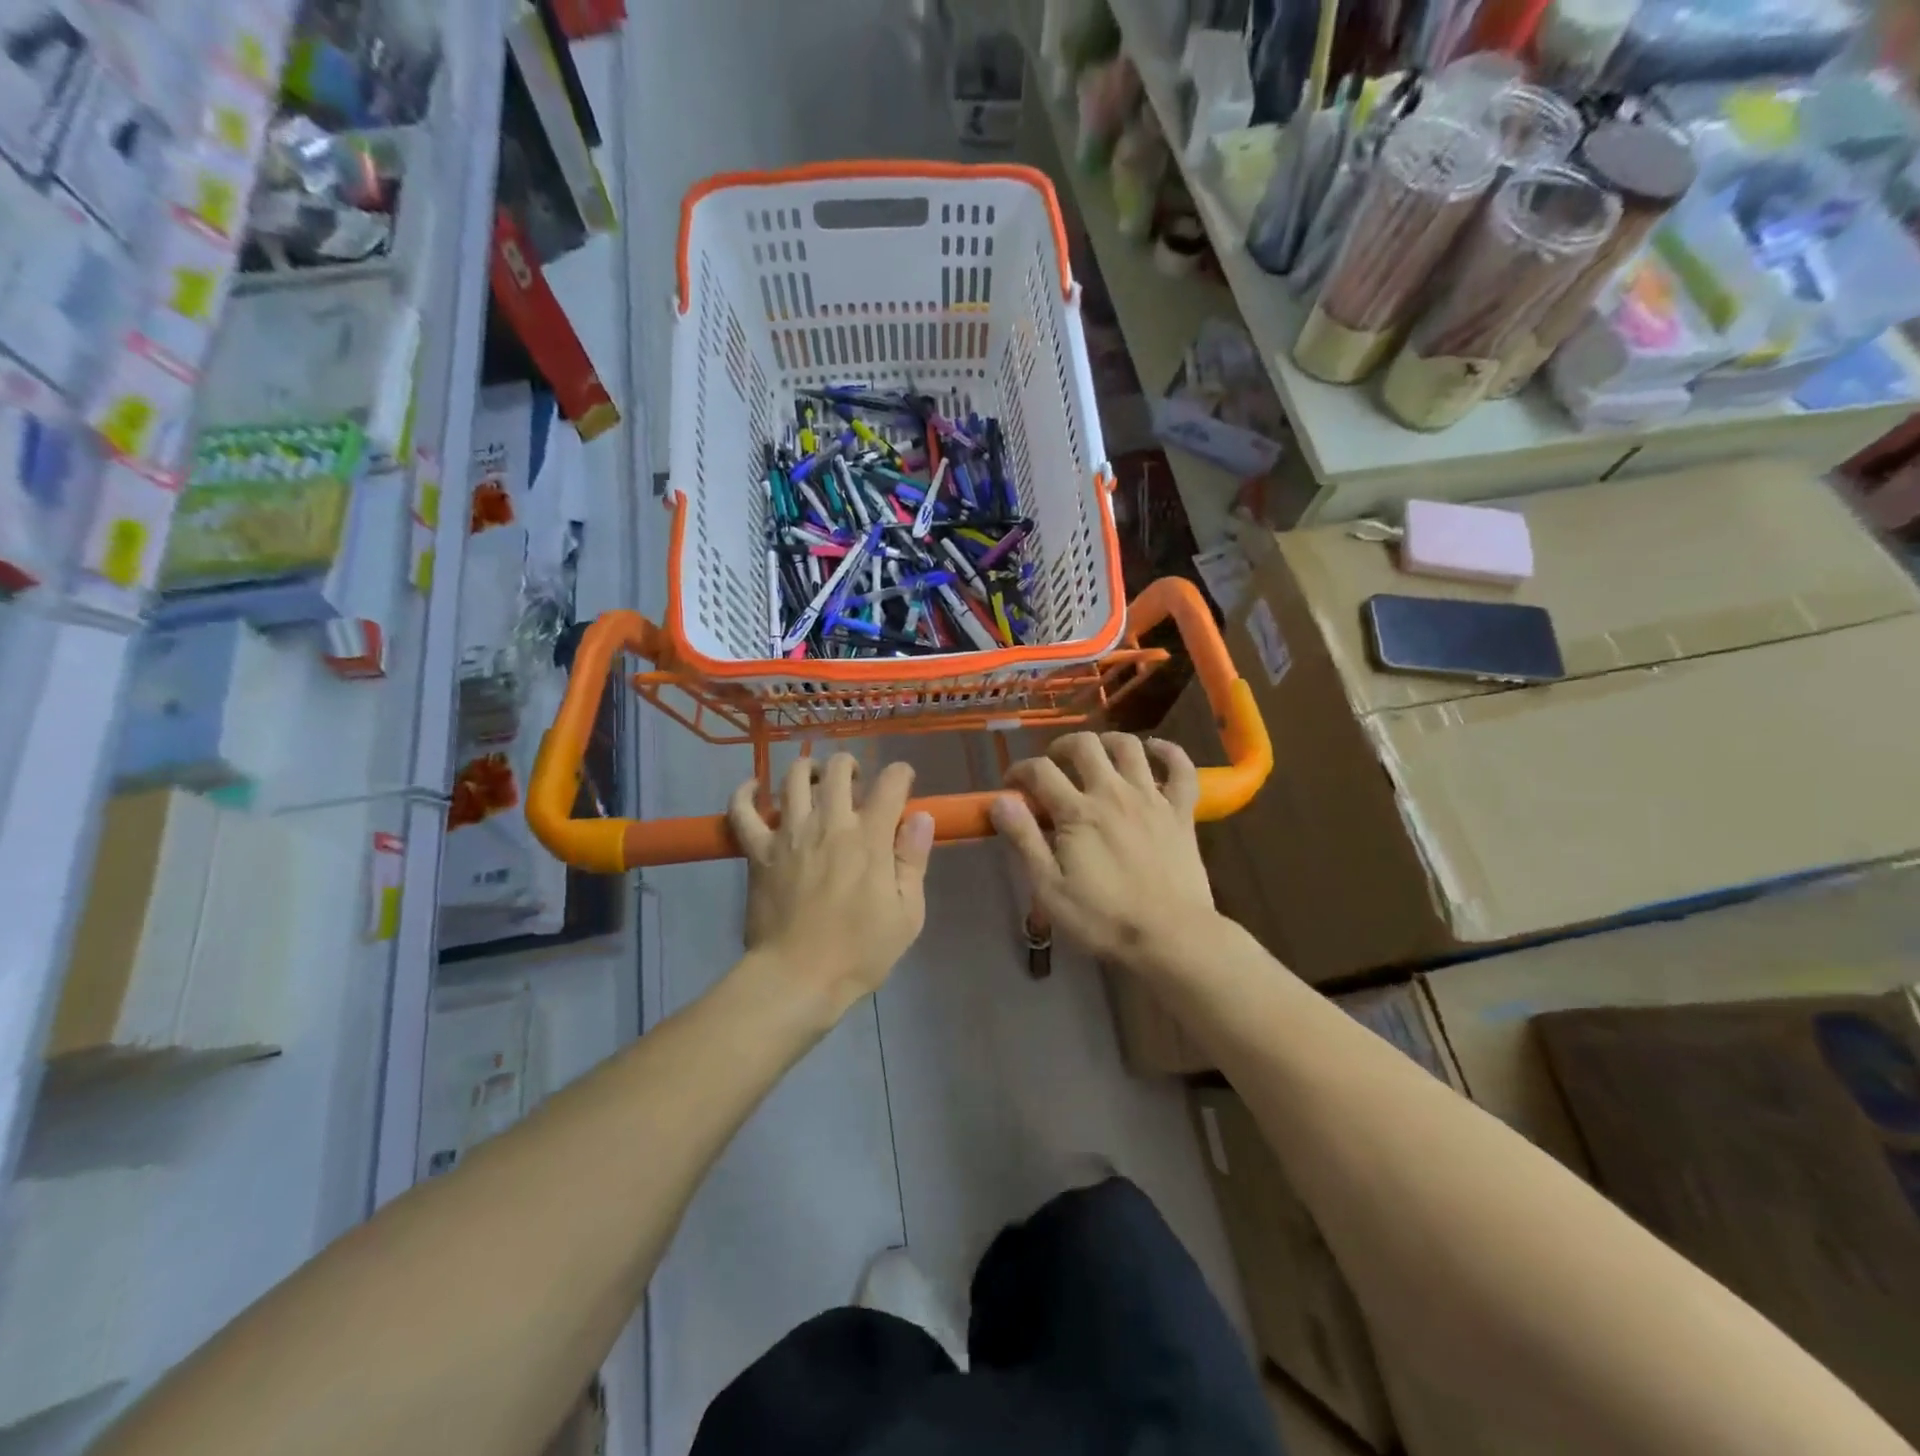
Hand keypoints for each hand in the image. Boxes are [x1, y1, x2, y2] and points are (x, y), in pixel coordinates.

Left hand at [728, 753, 933, 1015]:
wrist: (797, 979)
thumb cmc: (860, 952)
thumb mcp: (907, 914)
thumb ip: (914, 860)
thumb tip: (921, 817)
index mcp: (869, 838)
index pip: (891, 783)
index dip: (902, 773)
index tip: (904, 782)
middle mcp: (829, 824)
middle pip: (838, 770)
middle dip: (851, 764)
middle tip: (857, 782)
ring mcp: (789, 834)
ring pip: (793, 778)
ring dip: (808, 769)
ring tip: (816, 779)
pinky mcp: (757, 851)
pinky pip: (742, 812)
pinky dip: (745, 793)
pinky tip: (753, 787)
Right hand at [990, 732, 1217, 971]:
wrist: (1172, 937)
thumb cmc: (1103, 919)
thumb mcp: (1049, 889)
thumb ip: (1024, 840)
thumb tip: (1000, 801)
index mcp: (1078, 813)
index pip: (1040, 771)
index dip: (1020, 771)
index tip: (1011, 786)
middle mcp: (1113, 793)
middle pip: (1084, 745)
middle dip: (1062, 747)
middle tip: (1053, 766)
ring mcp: (1151, 799)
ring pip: (1130, 746)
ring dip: (1108, 742)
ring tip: (1097, 755)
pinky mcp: (1181, 811)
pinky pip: (1181, 768)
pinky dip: (1169, 752)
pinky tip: (1155, 752)